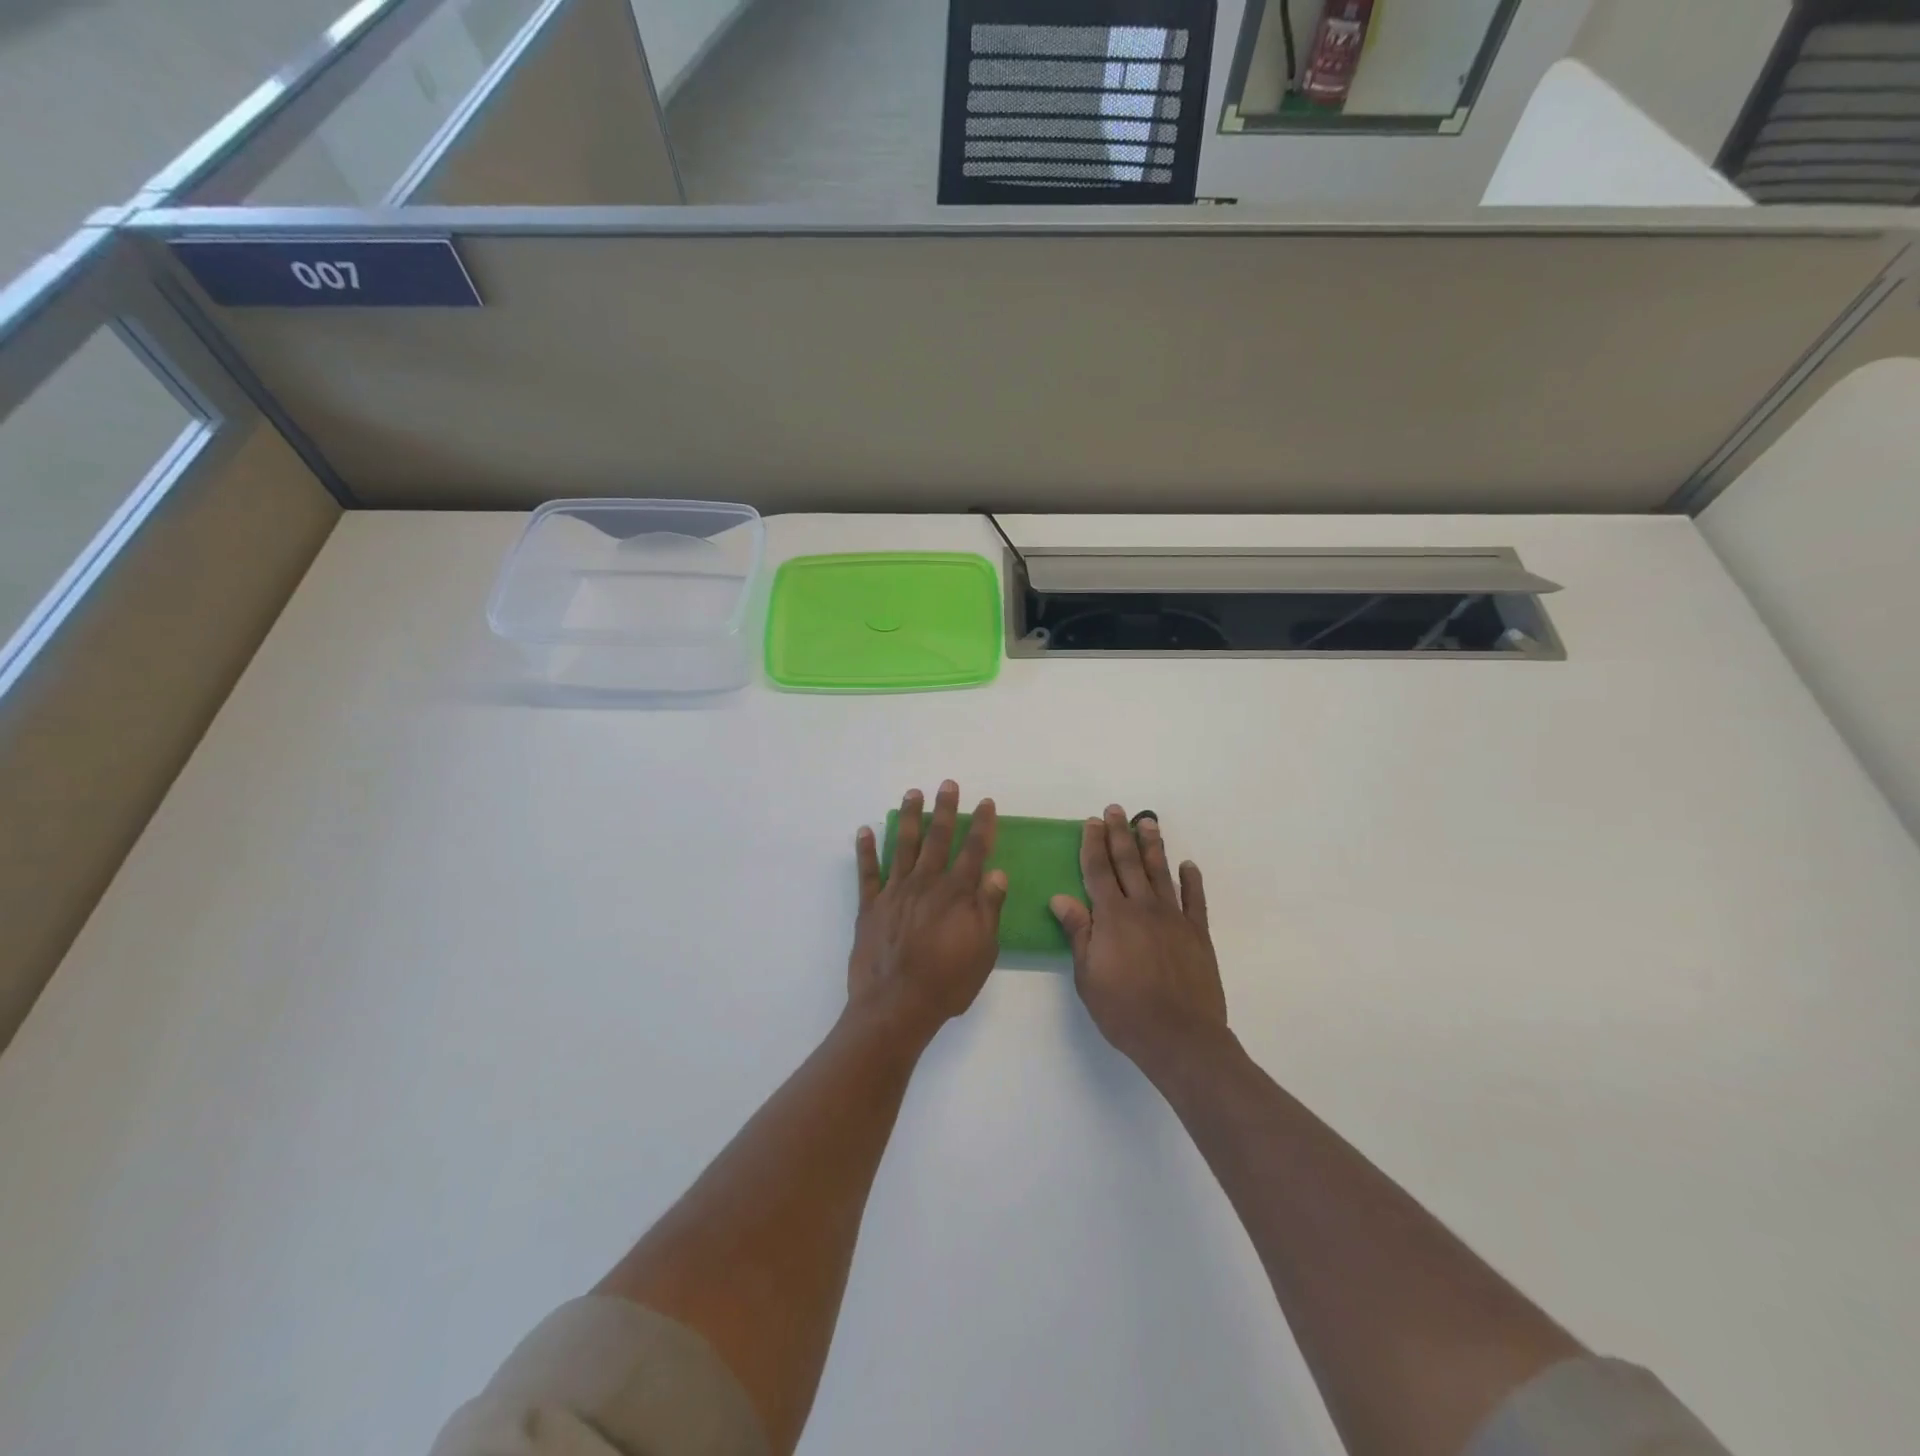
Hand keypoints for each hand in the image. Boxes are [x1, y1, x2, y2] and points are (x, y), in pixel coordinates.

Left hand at [849, 781, 1008, 1043]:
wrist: (896, 1005)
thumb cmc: (947, 982)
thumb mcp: (983, 950)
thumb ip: (989, 909)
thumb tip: (997, 873)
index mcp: (957, 894)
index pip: (974, 851)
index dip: (982, 825)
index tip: (986, 803)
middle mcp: (926, 883)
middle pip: (938, 838)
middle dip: (945, 809)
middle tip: (947, 784)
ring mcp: (895, 892)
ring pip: (903, 846)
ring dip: (908, 818)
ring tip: (912, 793)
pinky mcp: (870, 906)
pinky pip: (867, 872)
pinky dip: (866, 850)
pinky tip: (864, 830)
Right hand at [1050, 806, 1228, 1080]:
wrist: (1180, 1037)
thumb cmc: (1124, 1010)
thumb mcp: (1088, 976)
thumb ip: (1079, 933)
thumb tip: (1061, 898)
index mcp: (1112, 917)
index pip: (1099, 870)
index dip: (1093, 844)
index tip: (1091, 822)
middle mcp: (1143, 908)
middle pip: (1129, 862)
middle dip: (1119, 834)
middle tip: (1115, 809)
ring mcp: (1174, 918)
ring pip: (1161, 872)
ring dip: (1153, 845)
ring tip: (1147, 821)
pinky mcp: (1198, 934)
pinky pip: (1195, 900)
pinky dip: (1191, 880)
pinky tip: (1188, 865)